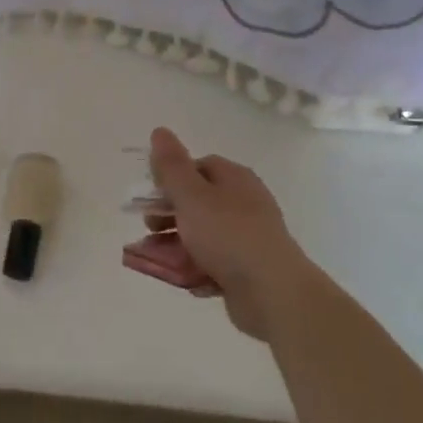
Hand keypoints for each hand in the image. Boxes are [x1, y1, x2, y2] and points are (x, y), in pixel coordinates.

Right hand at [135, 127, 321, 340]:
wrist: (272, 291)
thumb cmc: (227, 235)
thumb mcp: (191, 195)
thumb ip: (171, 166)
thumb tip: (160, 131)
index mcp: (234, 179)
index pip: (199, 166)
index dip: (172, 179)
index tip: (151, 197)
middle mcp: (244, 203)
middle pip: (198, 203)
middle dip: (168, 216)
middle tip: (149, 230)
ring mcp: (248, 237)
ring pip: (203, 236)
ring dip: (176, 246)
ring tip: (156, 261)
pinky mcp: (248, 268)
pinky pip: (216, 263)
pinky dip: (198, 269)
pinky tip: (187, 280)